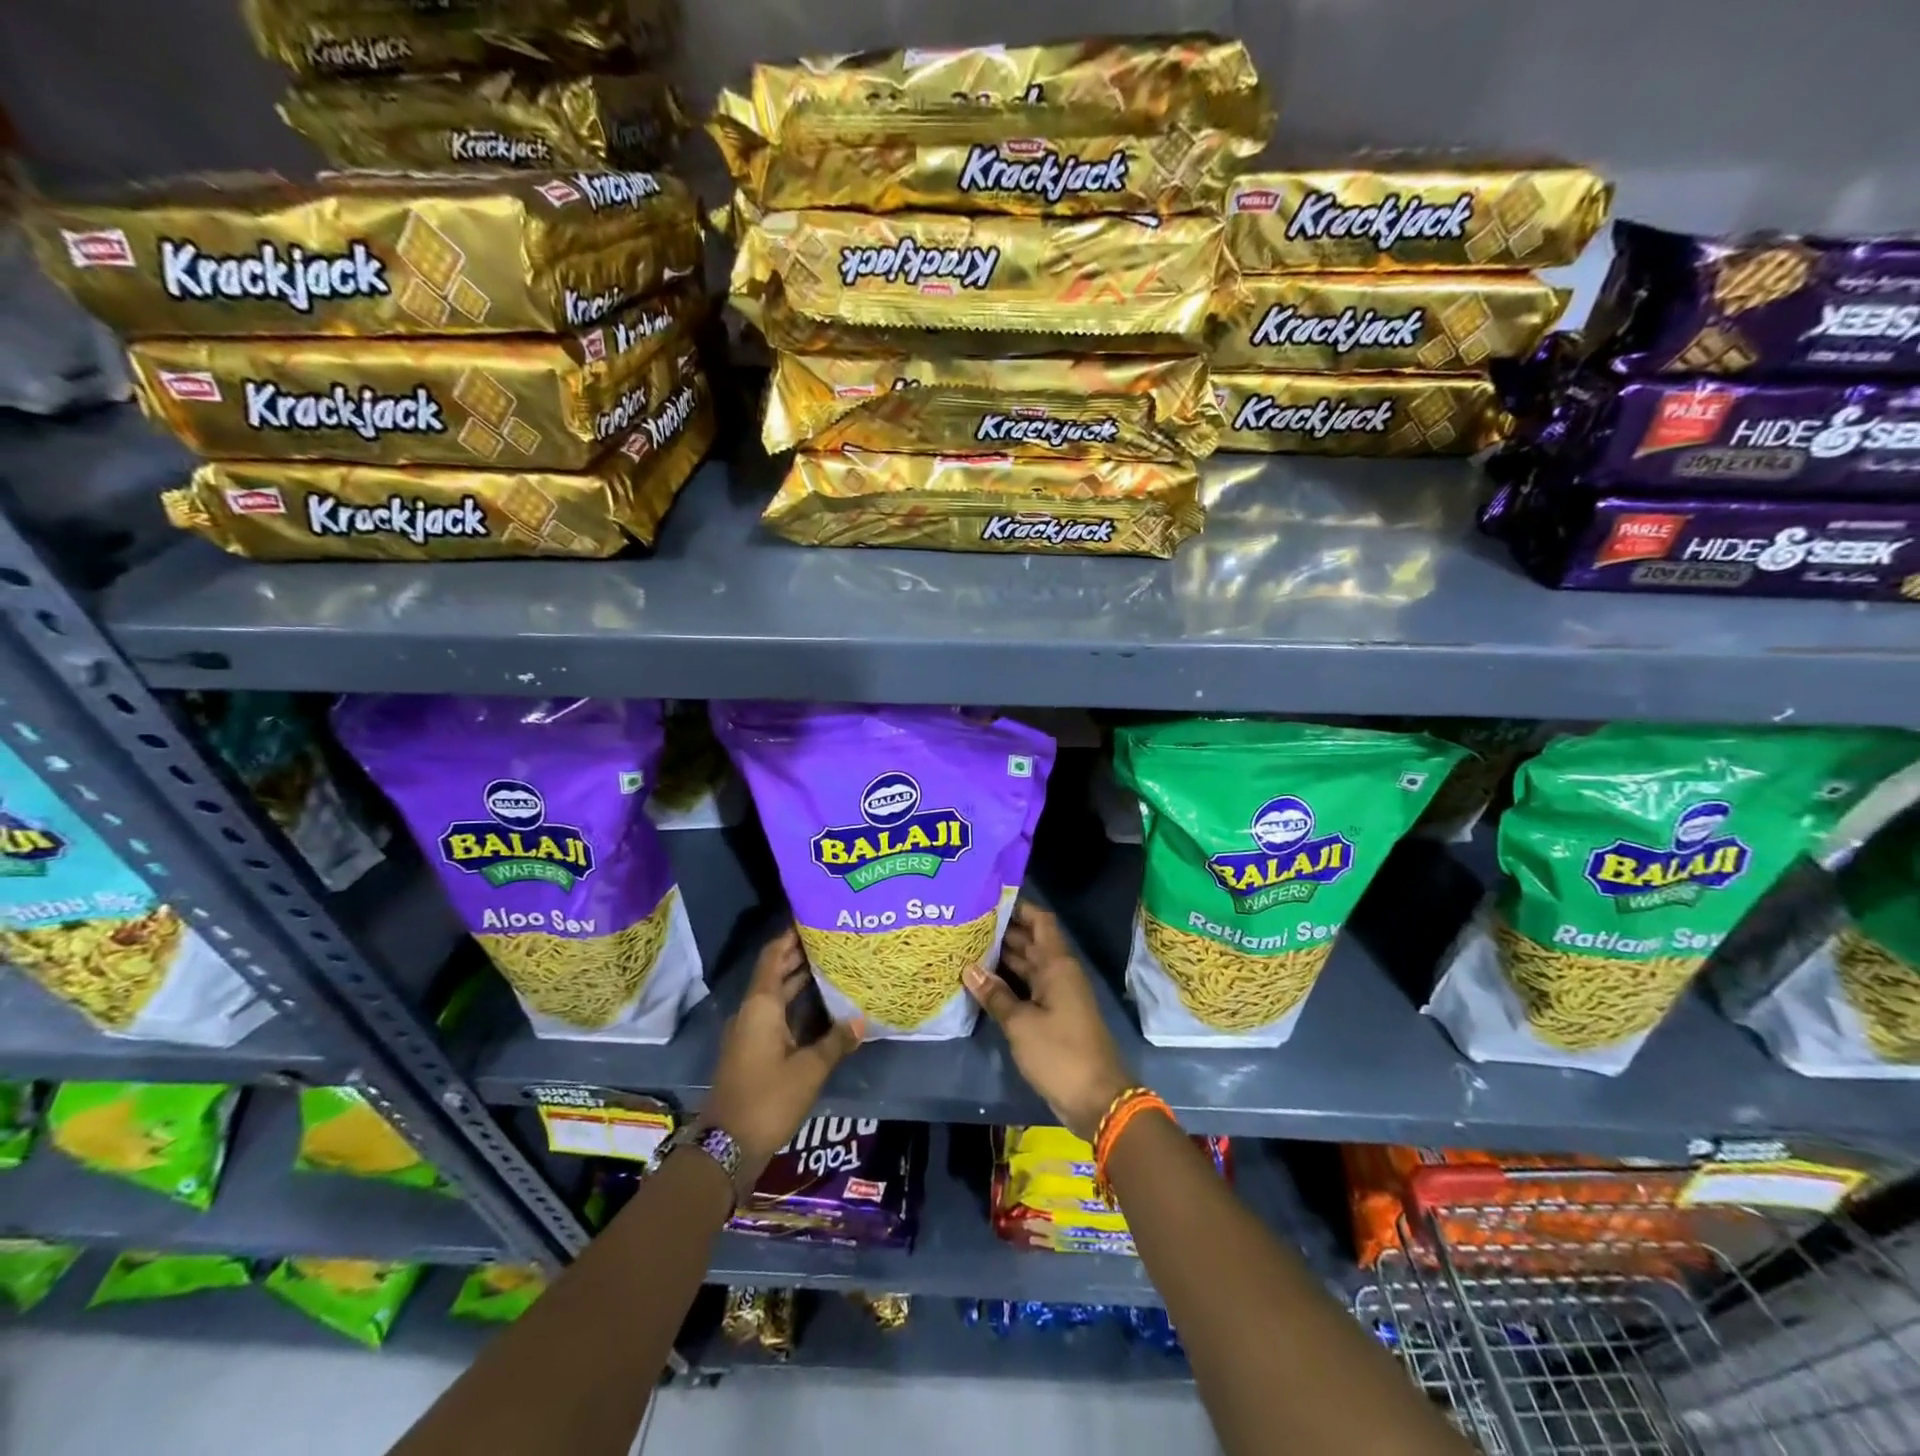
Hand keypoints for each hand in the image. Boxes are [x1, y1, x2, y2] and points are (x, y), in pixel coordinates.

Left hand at [701, 926, 862, 1180]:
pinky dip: (796, 1005)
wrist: (728, 1146)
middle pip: (775, 973)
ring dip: (800, 981)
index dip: (790, 936)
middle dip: (800, 955)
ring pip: (777, 995)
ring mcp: (749, 1032)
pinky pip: (776, 1015)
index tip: (812, 918)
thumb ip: (836, 1041)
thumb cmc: (768, 1098)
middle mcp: (752, 1012)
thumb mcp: (809, 1069)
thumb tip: (861, 1020)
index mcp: (761, 1006)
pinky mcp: (752, 1050)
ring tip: (833, 966)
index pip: (773, 956)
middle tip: (833, 939)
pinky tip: (822, 1007)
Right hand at [964, 902, 1131, 1142]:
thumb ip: (995, 995)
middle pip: (1030, 942)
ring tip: (966, 946)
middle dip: (1002, 931)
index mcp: (1057, 965)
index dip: (1019, 907)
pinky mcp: (1052, 1017)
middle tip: (967, 922)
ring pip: (1027, 966)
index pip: (1040, 921)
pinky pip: (1027, 989)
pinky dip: (1007, 983)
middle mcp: (1058, 973)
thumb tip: (968, 969)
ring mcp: (1056, 996)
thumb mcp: (1021, 1024)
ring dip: (1002, 958)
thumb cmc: (1060, 1053)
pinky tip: (981, 982)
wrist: (1096, 1100)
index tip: (989, 897)